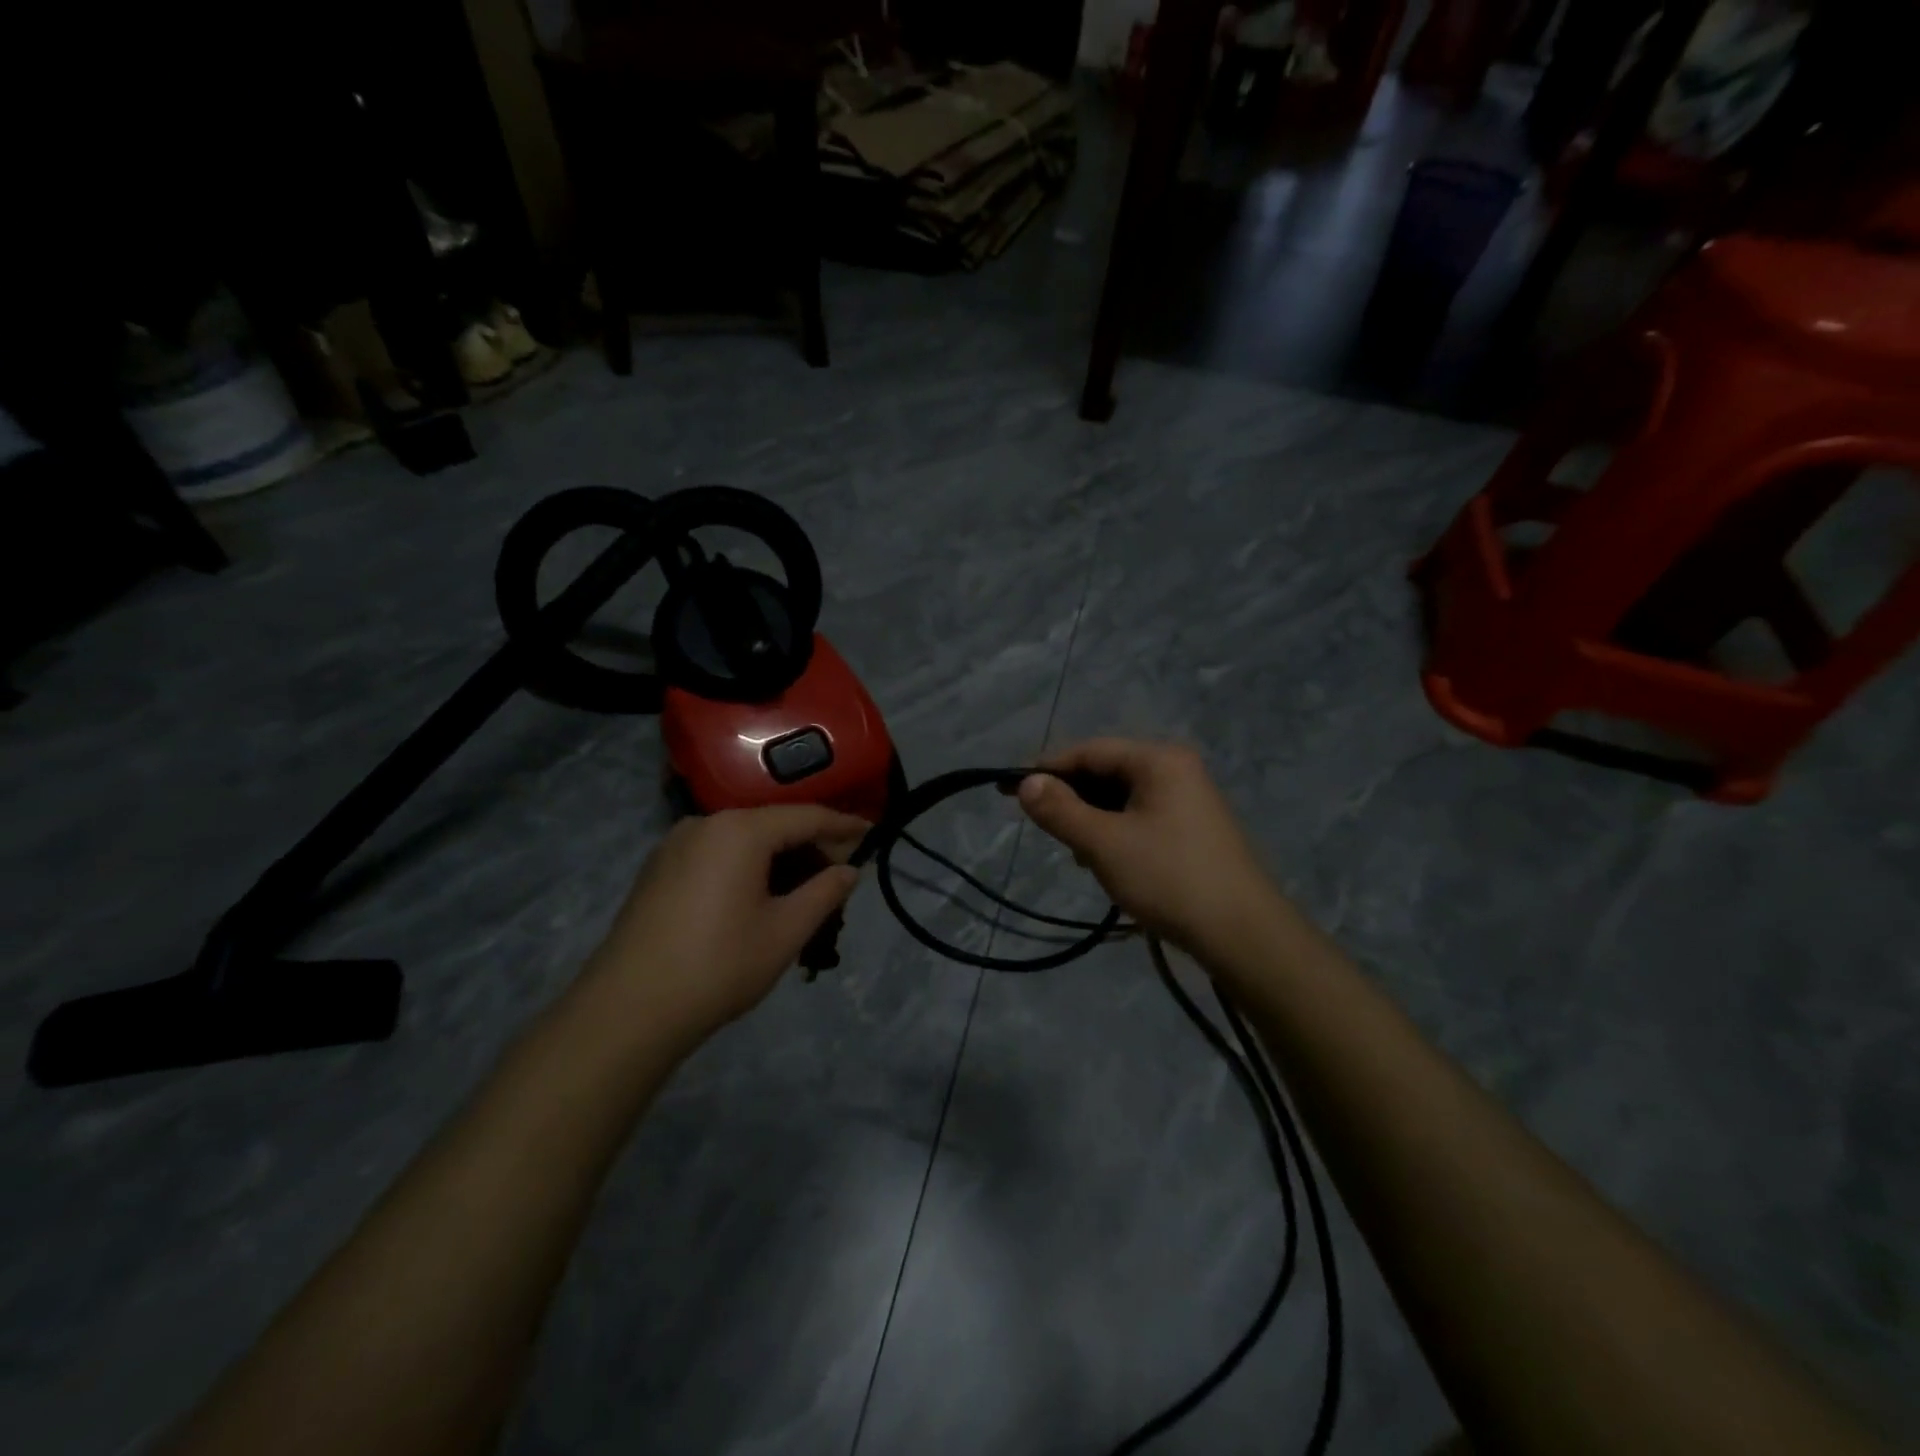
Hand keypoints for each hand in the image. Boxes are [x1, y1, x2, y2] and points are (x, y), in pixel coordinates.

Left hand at [580, 805, 866, 1046]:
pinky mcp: (659, 868)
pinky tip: (760, 898)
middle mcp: (706, 823)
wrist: (627, 1010)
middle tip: (840, 876)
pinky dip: (747, 867)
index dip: (843, 826)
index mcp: (740, 830)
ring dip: (779, 860)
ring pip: (744, 841)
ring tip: (804, 892)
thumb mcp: (785, 932)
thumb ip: (824, 892)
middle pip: (773, 825)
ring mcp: (676, 844)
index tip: (872, 834)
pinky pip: (718, 854)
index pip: (806, 816)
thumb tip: (849, 870)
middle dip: (810, 847)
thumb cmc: (718, 966)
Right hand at [1017, 739, 1283, 959]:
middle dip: (1071, 798)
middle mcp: (1176, 769)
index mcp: (1159, 760)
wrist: (1243, 934)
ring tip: (1076, 853)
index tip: (1008, 788)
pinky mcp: (1190, 829)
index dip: (1046, 768)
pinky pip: (1139, 817)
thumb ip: (1060, 810)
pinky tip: (1104, 862)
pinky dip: (1114, 833)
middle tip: (1042, 827)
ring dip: (1091, 820)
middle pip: (1106, 771)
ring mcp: (1187, 800)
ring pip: (1120, 798)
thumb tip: (1025, 782)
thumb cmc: (1169, 878)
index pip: (1089, 750)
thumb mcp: (1104, 844)